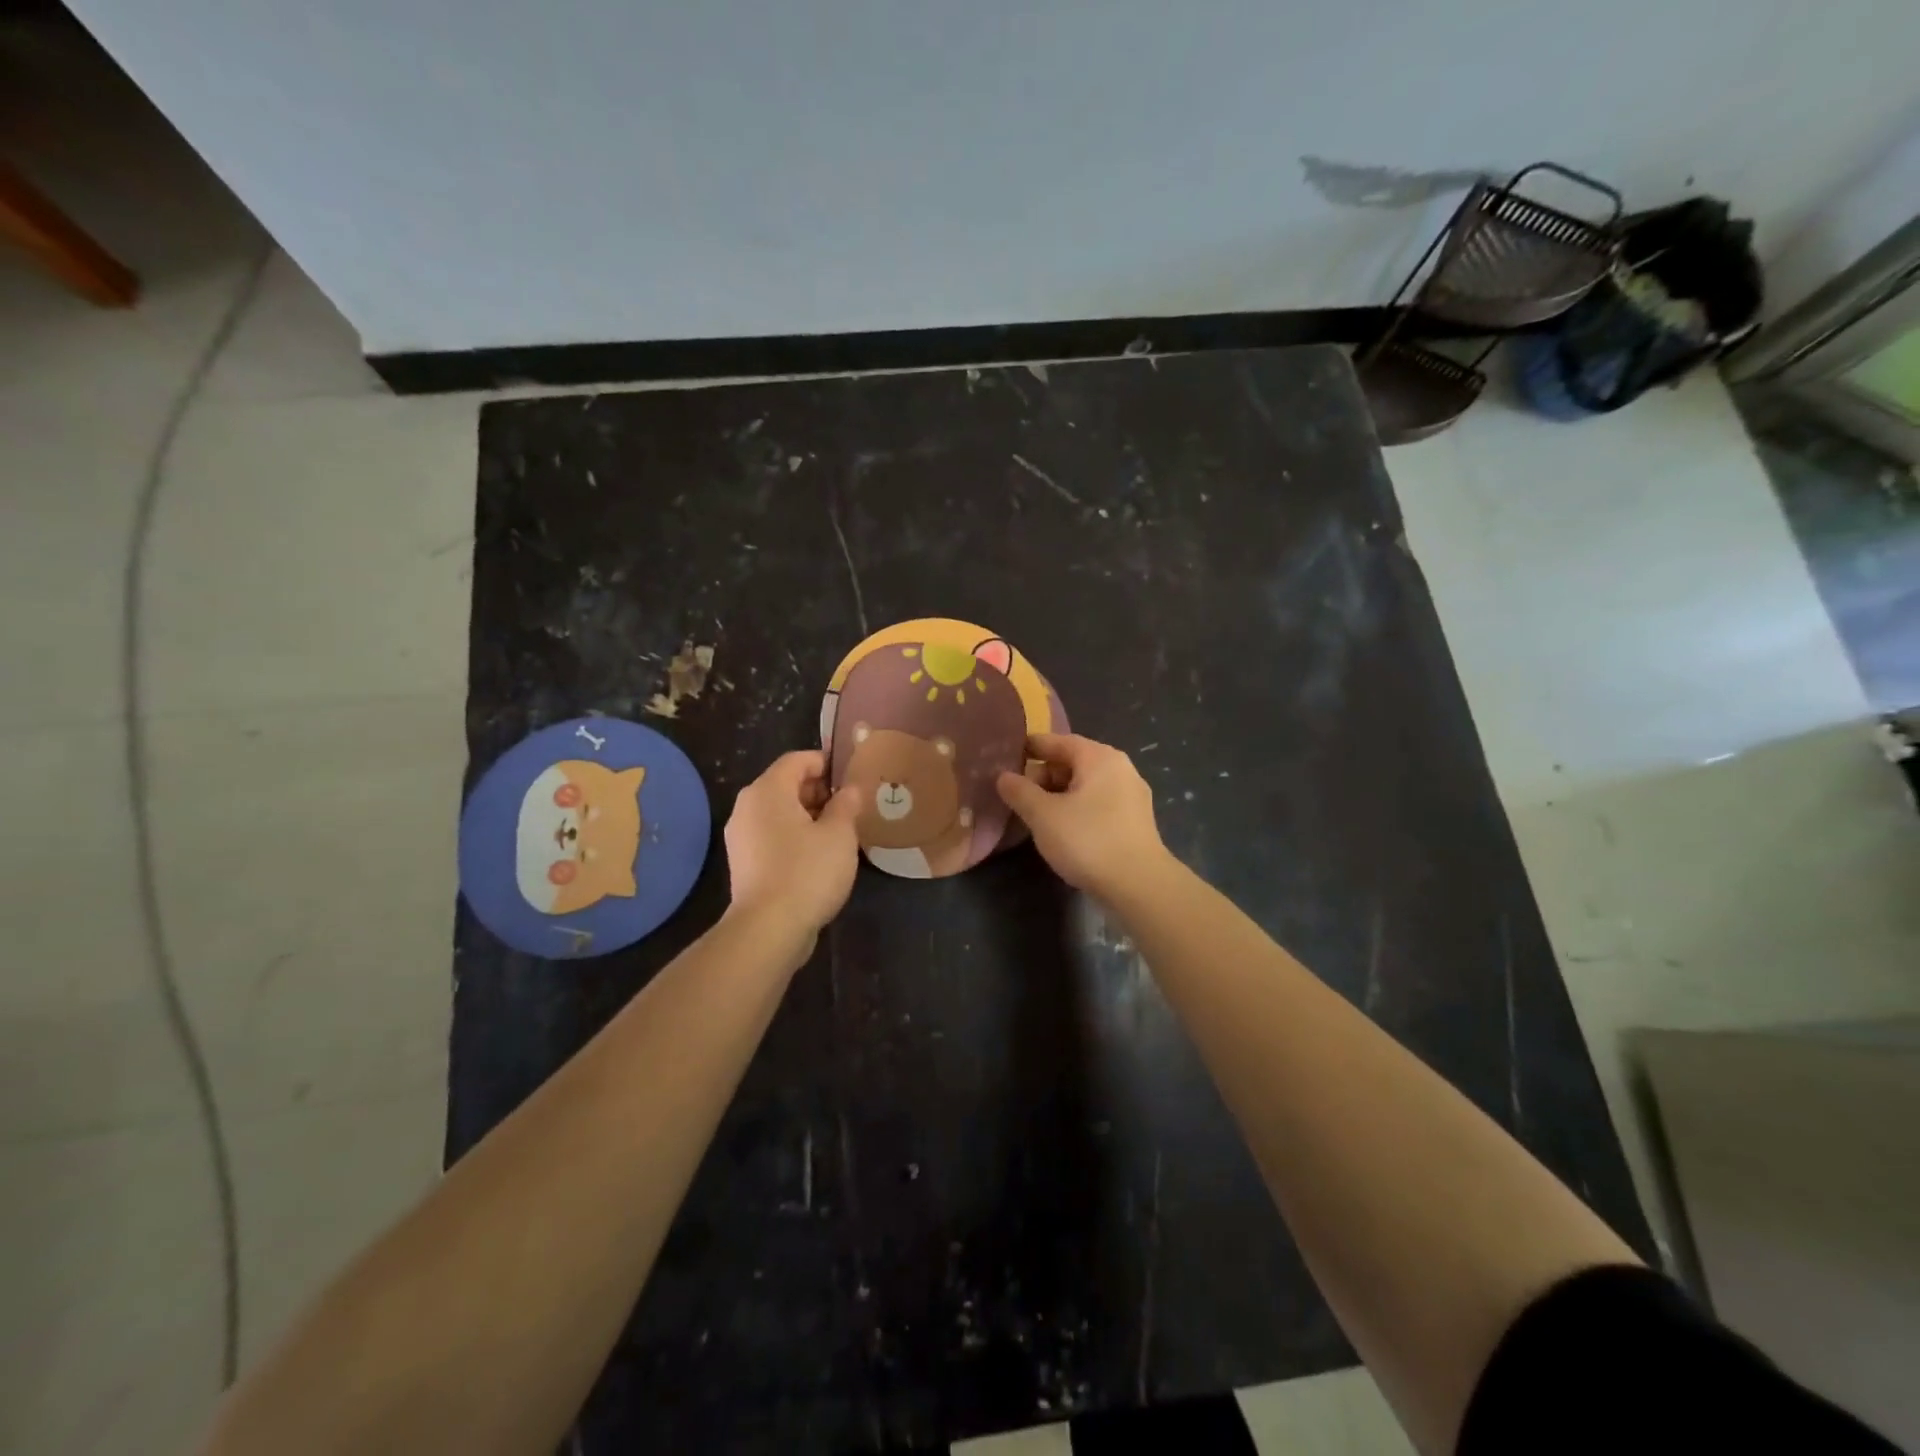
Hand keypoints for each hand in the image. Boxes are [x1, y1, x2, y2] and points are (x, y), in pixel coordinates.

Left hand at [724, 751, 862, 937]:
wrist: (769, 929)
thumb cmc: (808, 871)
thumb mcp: (840, 834)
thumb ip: (846, 805)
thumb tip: (850, 790)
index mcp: (767, 791)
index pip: (797, 760)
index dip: (826, 763)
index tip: (852, 777)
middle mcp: (747, 807)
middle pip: (785, 785)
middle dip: (819, 791)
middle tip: (851, 806)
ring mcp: (742, 837)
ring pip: (779, 813)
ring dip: (809, 816)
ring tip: (840, 831)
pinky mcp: (744, 863)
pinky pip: (773, 836)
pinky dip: (795, 837)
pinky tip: (820, 855)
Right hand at [996, 733, 1170, 897]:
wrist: (1139, 886)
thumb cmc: (1088, 841)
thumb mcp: (1043, 815)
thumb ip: (1020, 791)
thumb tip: (1003, 776)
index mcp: (1099, 757)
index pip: (1057, 741)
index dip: (1029, 748)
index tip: (1005, 758)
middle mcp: (1120, 768)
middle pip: (1073, 762)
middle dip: (1043, 777)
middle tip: (1019, 797)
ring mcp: (1132, 795)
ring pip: (1086, 785)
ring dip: (1059, 796)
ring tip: (1037, 817)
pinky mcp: (1136, 821)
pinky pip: (1098, 804)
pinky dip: (1077, 809)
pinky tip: (1064, 831)